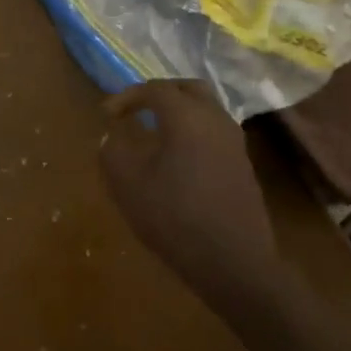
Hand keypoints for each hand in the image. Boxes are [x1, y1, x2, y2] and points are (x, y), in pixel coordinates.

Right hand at [99, 80, 279, 311]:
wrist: (234, 262)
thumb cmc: (175, 217)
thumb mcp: (128, 185)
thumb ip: (113, 153)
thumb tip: (112, 138)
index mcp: (186, 116)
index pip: (155, 89)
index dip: (127, 97)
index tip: (107, 115)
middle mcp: (215, 120)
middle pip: (188, 88)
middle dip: (159, 93)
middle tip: (136, 108)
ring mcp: (234, 142)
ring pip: (206, 109)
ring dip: (180, 112)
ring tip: (155, 131)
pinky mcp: (243, 165)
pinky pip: (215, 132)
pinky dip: (194, 131)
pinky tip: (178, 156)